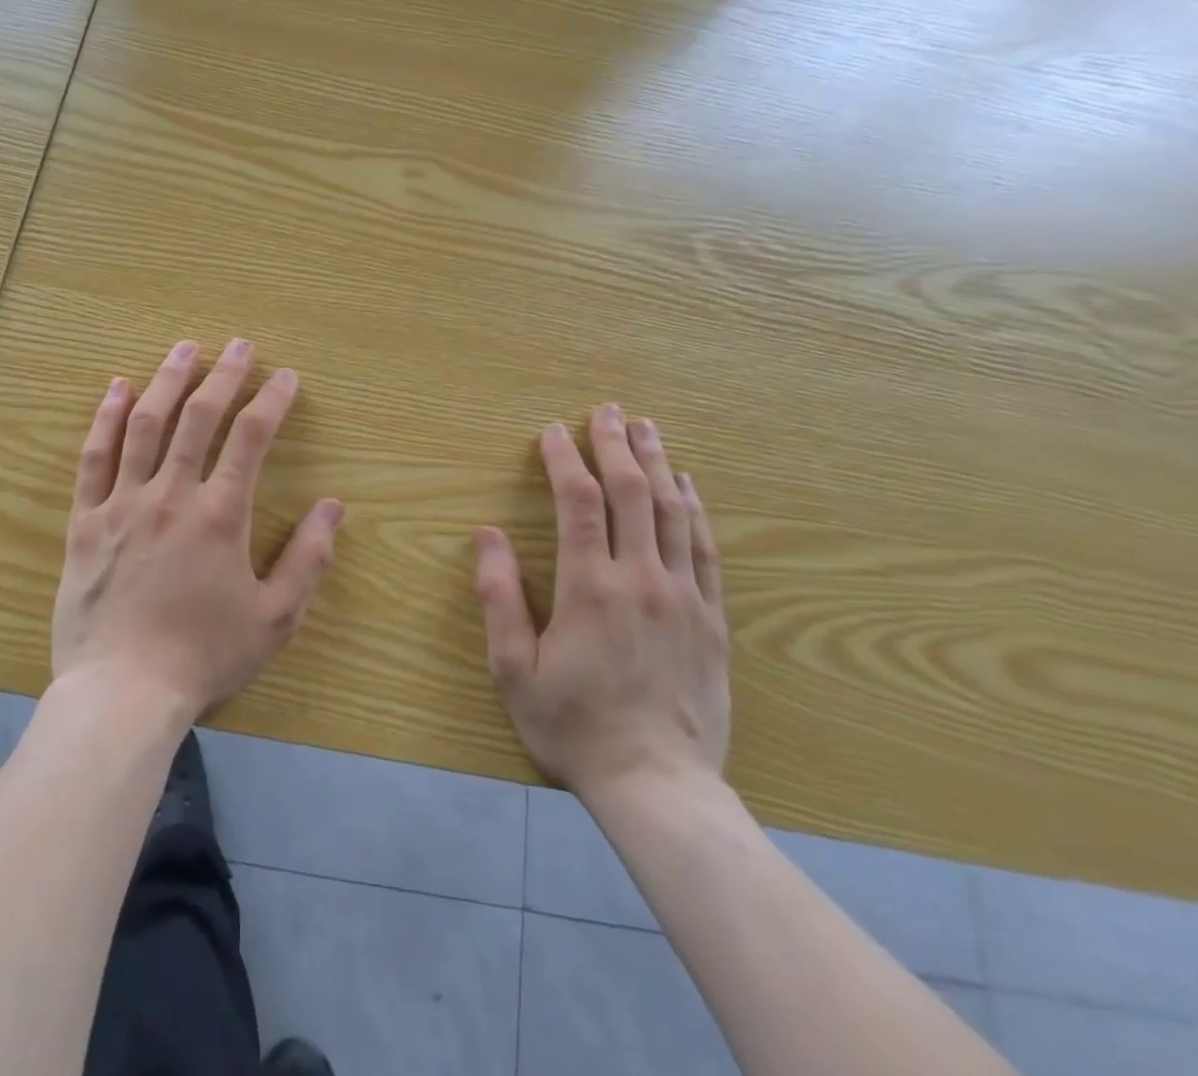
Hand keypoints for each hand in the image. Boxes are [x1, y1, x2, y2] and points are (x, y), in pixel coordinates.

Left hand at [51, 338, 344, 722]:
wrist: (122, 693)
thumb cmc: (204, 656)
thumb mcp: (275, 618)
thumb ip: (308, 559)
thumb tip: (334, 507)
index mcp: (221, 515)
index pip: (252, 438)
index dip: (272, 401)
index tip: (286, 376)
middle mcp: (172, 495)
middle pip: (199, 417)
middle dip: (224, 375)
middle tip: (239, 345)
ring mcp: (123, 503)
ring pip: (145, 425)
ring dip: (167, 380)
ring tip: (185, 349)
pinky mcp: (86, 521)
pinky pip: (94, 458)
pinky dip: (105, 418)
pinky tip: (117, 389)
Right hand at [472, 405, 728, 813]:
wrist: (658, 786)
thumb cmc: (573, 726)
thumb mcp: (514, 669)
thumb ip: (499, 598)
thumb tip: (485, 535)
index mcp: (589, 587)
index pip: (578, 501)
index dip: (564, 458)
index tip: (551, 431)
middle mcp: (641, 578)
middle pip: (631, 492)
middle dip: (616, 444)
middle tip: (605, 411)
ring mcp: (683, 595)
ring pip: (673, 510)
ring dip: (657, 462)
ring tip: (645, 427)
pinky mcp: (712, 617)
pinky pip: (706, 547)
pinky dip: (695, 507)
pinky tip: (687, 483)